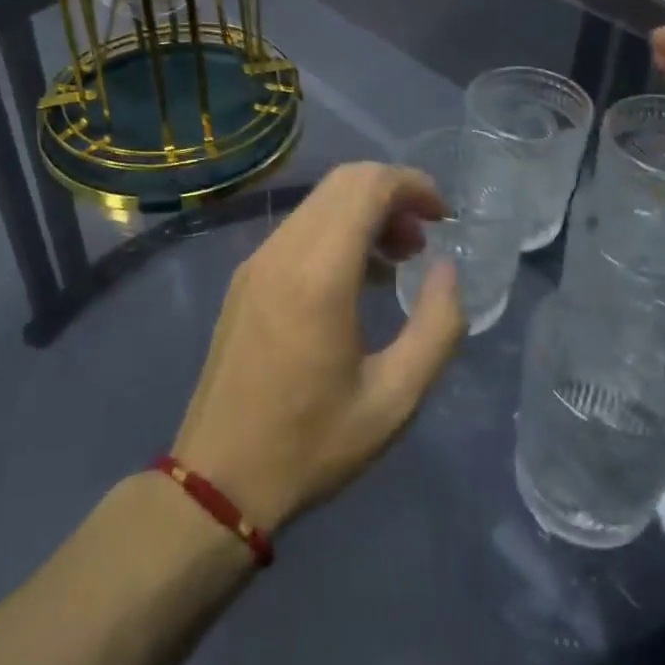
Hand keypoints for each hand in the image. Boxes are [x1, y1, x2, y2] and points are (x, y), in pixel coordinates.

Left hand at [172, 163, 466, 531]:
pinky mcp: (245, 278)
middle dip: (392, 193)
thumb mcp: (394, 398)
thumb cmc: (312, 444)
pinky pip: (299, 229)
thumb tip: (447, 270)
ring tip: (398, 259)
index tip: (444, 216)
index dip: (413, 185)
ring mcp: (257, 261)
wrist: (217, 481)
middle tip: (424, 238)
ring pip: (319, 202)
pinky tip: (357, 279)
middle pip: (343, 183)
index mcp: (318, 274)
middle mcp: (283, 251)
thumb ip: (436, 327)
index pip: (367, 186)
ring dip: (365, 212)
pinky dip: (337, 230)